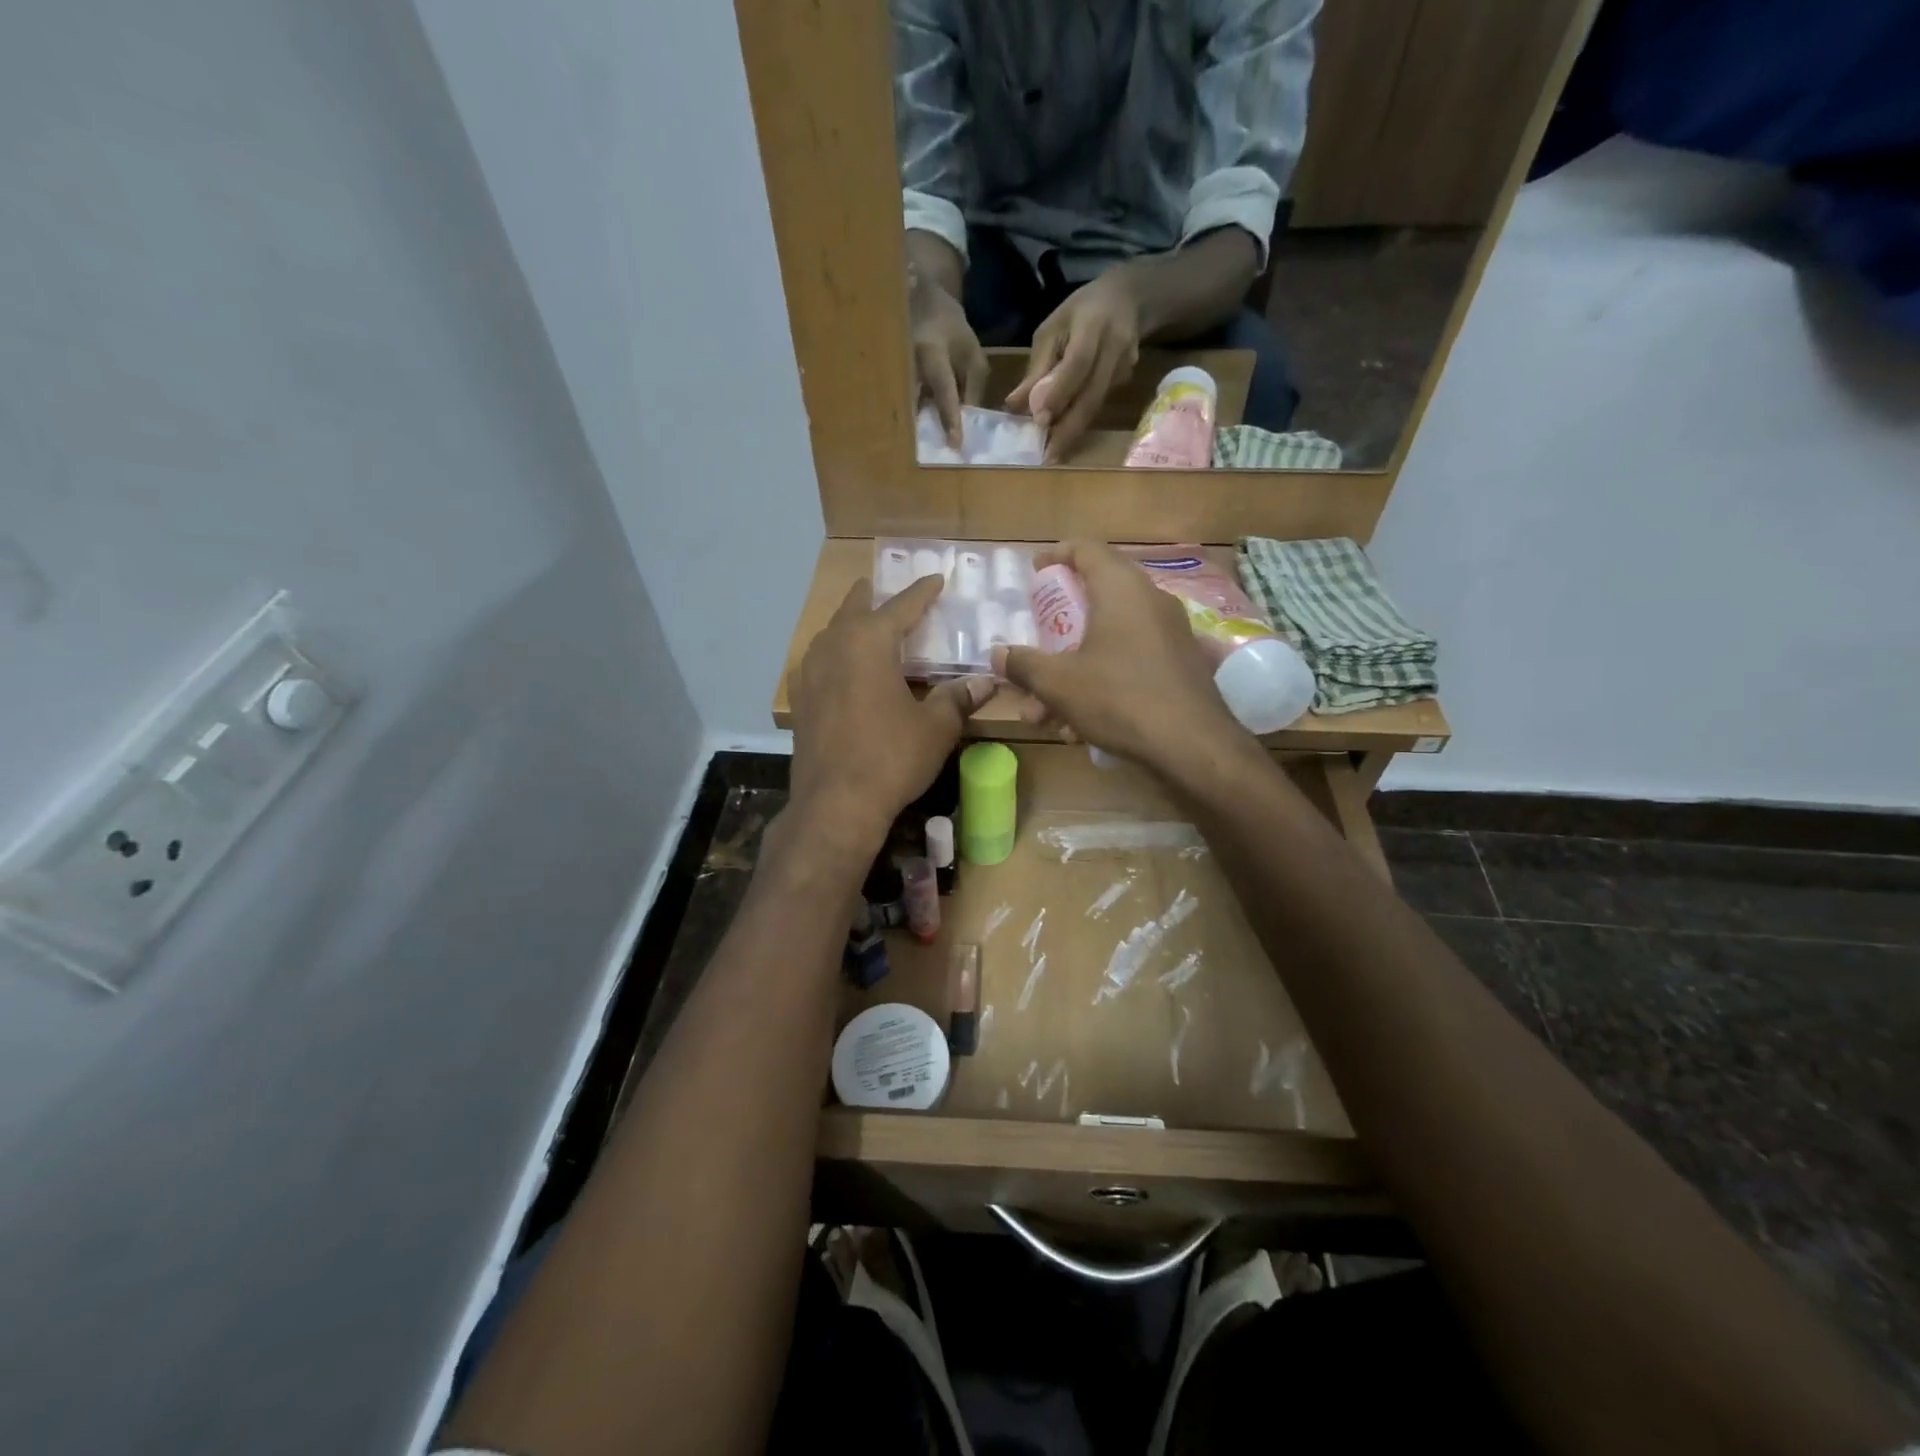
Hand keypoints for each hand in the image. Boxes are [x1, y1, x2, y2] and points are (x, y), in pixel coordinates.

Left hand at [789, 574, 995, 854]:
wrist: (836, 804)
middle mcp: (834, 646)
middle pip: (855, 609)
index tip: (936, 578)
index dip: (922, 592)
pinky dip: (836, 654)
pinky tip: (843, 668)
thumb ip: (958, 698)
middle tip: (888, 590)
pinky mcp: (801, 700)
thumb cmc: (891, 757)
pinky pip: (820, 662)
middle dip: (873, 597)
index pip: (901, 606)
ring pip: (832, 634)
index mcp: (869, 641)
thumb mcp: (935, 728)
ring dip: (851, 624)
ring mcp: (810, 673)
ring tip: (866, 625)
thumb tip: (985, 682)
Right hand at [909, 275, 987, 448]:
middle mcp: (907, 366)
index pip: (944, 392)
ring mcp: (895, 373)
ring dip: (917, 429)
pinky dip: (912, 420)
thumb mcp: (972, 354)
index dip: (950, 419)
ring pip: (906, 408)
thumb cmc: (950, 330)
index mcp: (931, 354)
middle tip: (940, 455)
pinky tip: (918, 436)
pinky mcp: (891, 380)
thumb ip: (973, 387)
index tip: (955, 444)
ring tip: (927, 450)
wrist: (917, 302)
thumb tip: (968, 419)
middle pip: (917, 407)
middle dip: (928, 431)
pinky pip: (902, 405)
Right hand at [992, 541, 1246, 771]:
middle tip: (1036, 643)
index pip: (1087, 550)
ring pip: (1110, 640)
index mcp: (1121, 589)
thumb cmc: (1118, 698)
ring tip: (1044, 710)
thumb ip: (1024, 664)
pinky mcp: (1181, 666)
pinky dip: (1101, 681)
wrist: (1192, 745)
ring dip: (1073, 669)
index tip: (1035, 570)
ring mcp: (1171, 634)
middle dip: (1058, 628)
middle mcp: (1150, 601)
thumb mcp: (1058, 682)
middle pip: (1097, 597)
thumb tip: (998, 654)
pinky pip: (1131, 661)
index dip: (1057, 555)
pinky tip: (1079, 725)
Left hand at [1006, 269, 1142, 462]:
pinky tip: (1064, 435)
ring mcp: (1125, 366)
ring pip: (1096, 405)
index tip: (1040, 420)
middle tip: (1048, 456)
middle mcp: (1115, 347)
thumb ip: (1036, 368)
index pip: (1078, 363)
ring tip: (1053, 453)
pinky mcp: (1126, 380)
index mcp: (1093, 325)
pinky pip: (1100, 404)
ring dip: (1073, 431)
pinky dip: (1080, 421)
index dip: (1059, 393)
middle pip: (1092, 395)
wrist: (1127, 299)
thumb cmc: (1079, 313)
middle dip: (1069, 428)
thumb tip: (1014, 405)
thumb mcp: (1052, 329)